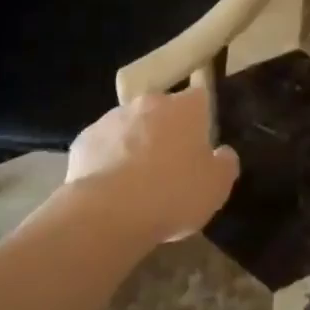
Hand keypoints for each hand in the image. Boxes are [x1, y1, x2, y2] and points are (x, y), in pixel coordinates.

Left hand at [65, 89, 238, 246]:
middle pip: (161, 111)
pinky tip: (109, 190)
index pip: (199, 98)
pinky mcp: (84, 139)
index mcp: (185, 108)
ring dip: (134, 145)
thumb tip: (223, 153)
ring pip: (129, 127)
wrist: (109, 212)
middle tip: (168, 166)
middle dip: (165, 131)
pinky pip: (102, 147)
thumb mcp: (217, 187)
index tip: (199, 143)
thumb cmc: (173, 194)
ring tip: (135, 184)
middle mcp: (149, 102)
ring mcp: (112, 118)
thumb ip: (225, 164)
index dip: (200, 119)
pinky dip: (106, 161)